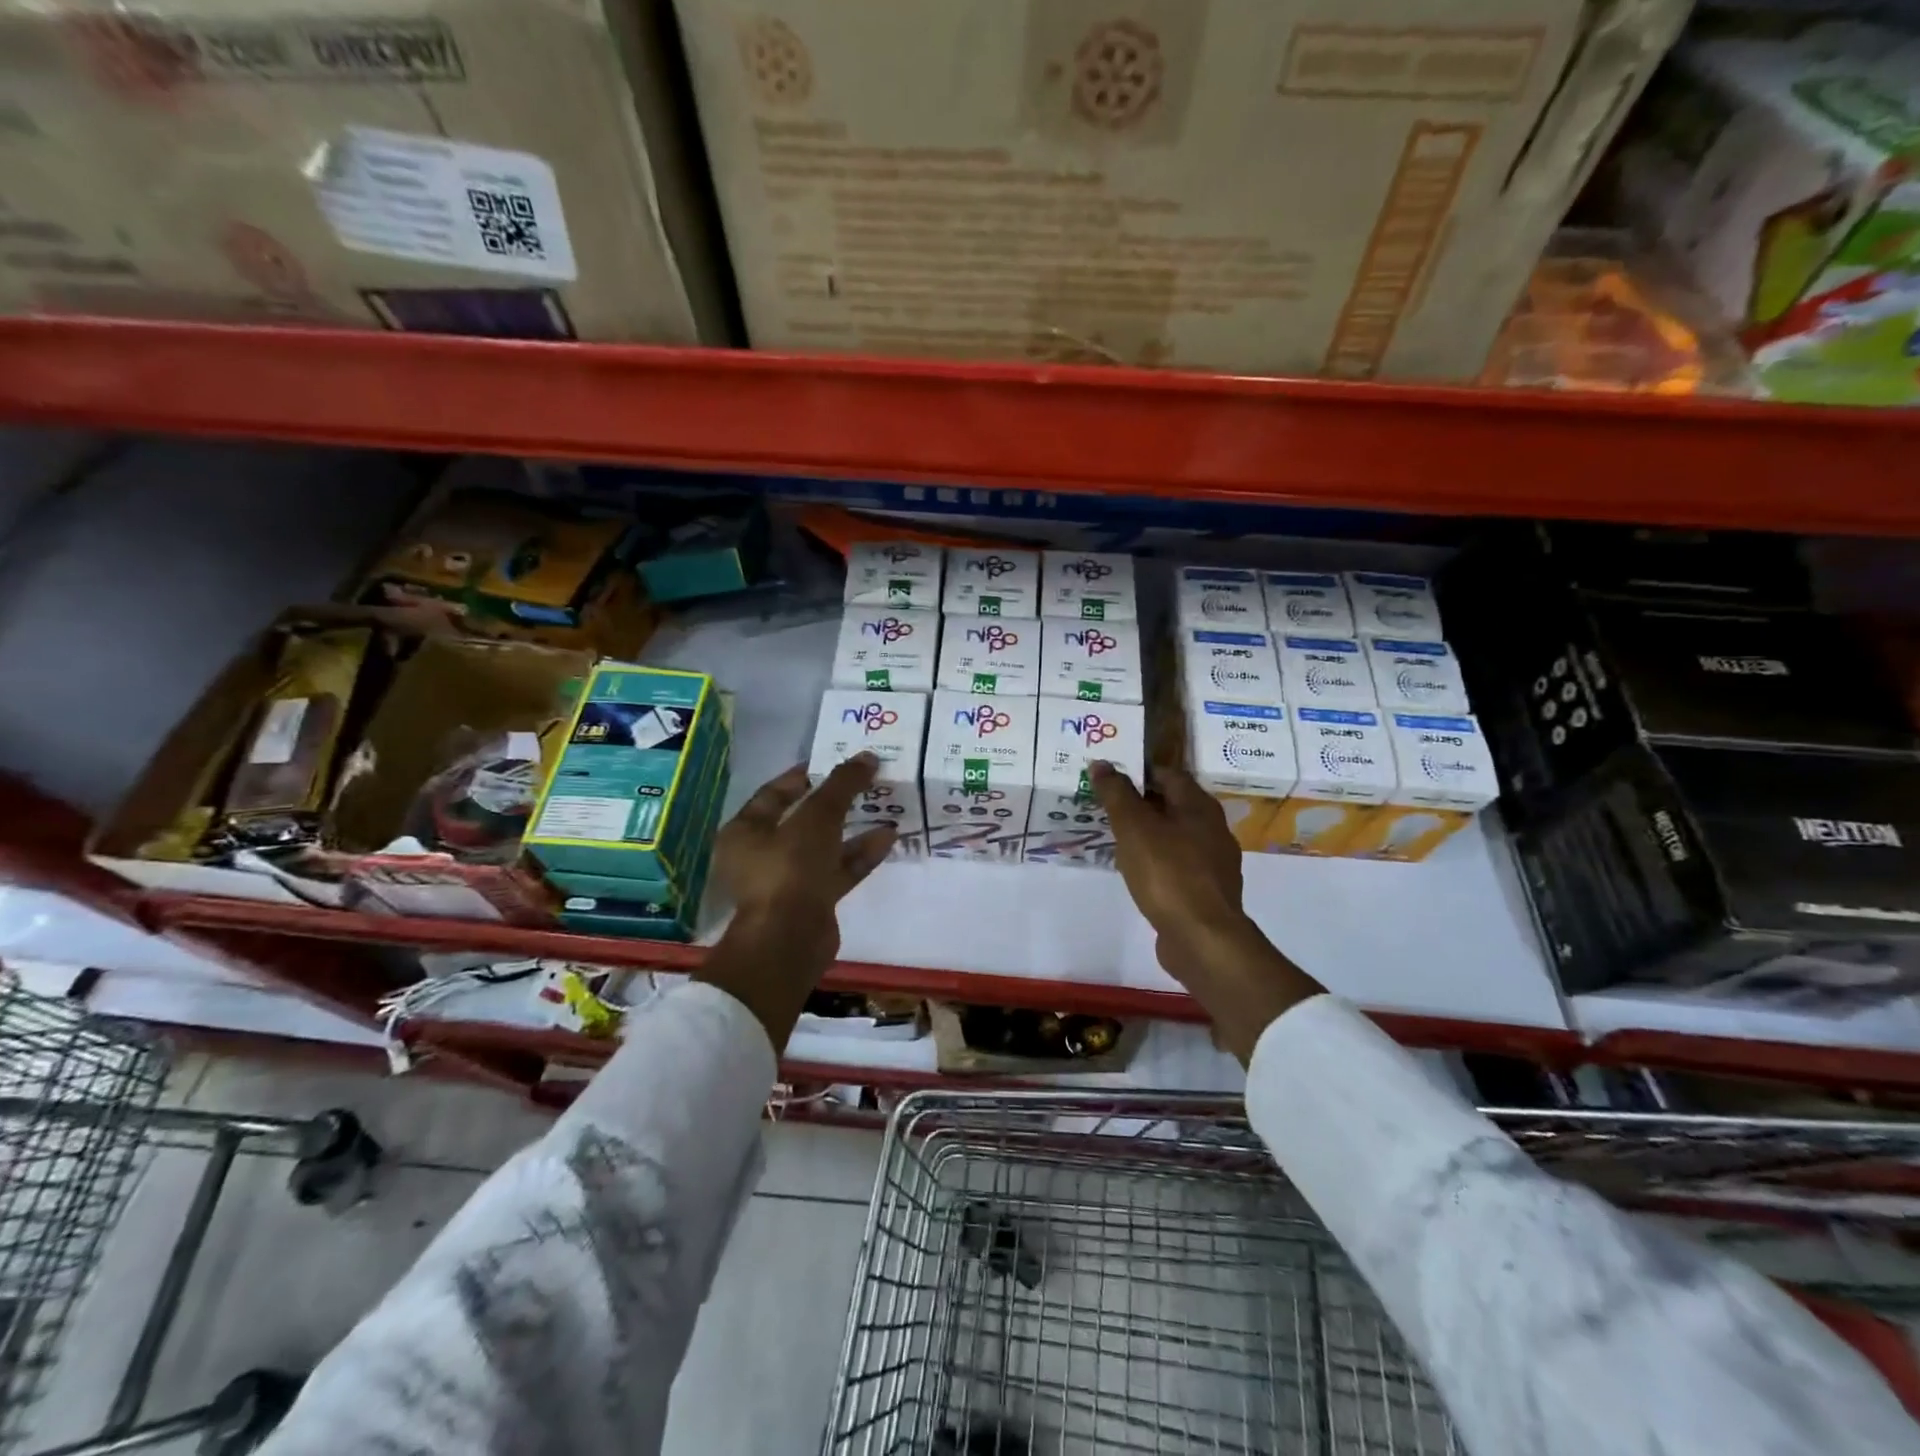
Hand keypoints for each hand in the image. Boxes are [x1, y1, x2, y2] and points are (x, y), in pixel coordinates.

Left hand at [695, 755, 893, 1046]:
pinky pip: (837, 870)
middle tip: (865, 782)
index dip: (806, 775)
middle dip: (835, 801)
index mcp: (746, 831)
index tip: (836, 762)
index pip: (775, 793)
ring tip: (883, 807)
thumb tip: (867, 756)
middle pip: (802, 819)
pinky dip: (860, 855)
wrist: (789, 940)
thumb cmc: (791, 868)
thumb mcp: (817, 817)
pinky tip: (888, 838)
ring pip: (823, 846)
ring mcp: (787, 880)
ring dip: (852, 828)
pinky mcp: (812, 901)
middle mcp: (762, 854)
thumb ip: (842, 785)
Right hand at [1091, 761, 1322, 1063]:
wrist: (1202, 938)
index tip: (1109, 777)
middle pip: (1173, 805)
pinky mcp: (1207, 892)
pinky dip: (1156, 861)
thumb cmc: (1167, 873)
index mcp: (1200, 807)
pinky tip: (1136, 872)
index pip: (1169, 774)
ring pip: (1175, 837)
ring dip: (1148, 834)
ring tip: (1116, 838)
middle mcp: (1213, 829)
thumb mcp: (1134, 828)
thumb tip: (1102, 763)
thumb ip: (1117, 794)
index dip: (1139, 772)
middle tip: (1106, 806)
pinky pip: (1177, 865)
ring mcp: (1213, 863)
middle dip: (1141, 803)